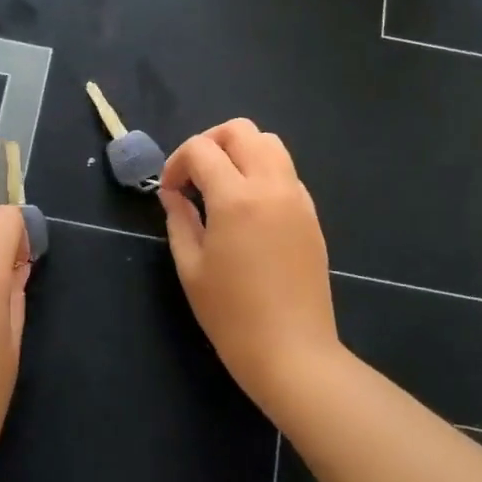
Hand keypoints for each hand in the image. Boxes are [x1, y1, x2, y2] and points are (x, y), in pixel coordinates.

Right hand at [159, 119, 337, 410]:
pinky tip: (248, 208)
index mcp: (236, 198)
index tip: (169, 191)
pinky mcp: (311, 214)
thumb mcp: (190, 267)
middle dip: (210, 143)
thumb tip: (173, 194)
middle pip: (241, 130)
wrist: (292, 351)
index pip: (202, 149)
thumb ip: (179, 220)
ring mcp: (297, 197)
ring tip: (221, 187)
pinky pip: (286, 171)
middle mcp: (271, 186)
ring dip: (239, 152)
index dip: (177, 162)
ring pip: (270, 143)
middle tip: (194, 178)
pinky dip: (262, 172)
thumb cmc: (231, 315)